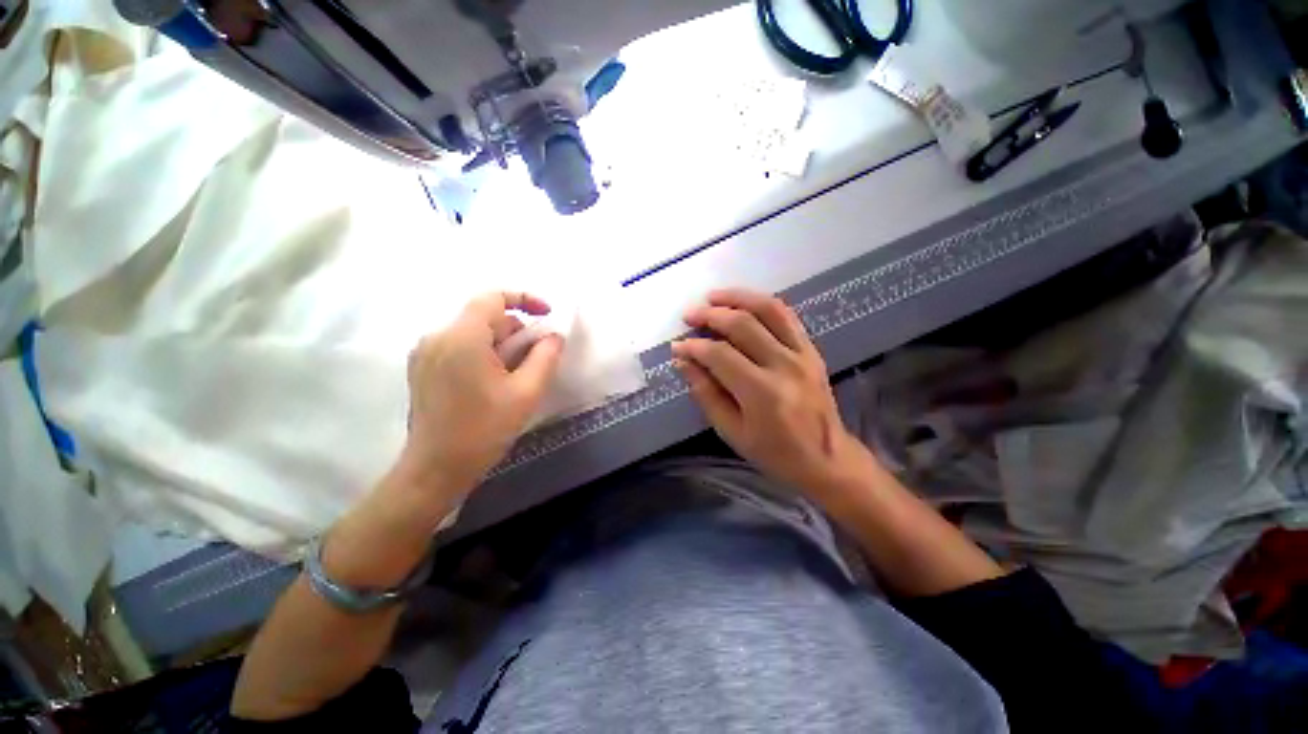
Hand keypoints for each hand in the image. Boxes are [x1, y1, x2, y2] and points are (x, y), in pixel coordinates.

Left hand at [398, 291, 564, 501]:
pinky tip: (494, 382)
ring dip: (501, 345)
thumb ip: (546, 356)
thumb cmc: (484, 430)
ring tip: (516, 377)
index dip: (525, 300)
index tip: (547, 315)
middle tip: (536, 359)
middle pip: (485, 318)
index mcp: (462, 338)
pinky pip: (460, 347)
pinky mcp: (422, 368)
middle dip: (516, 332)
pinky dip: (483, 354)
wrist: (436, 469)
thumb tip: (554, 336)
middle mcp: (437, 337)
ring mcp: (425, 353)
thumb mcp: (526, 392)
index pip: (493, 298)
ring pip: (473, 333)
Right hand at [672, 289, 876, 495]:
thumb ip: (706, 394)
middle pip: (742, 324)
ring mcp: (802, 354)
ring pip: (768, 310)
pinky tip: (744, 303)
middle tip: (689, 315)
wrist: (827, 459)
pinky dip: (762, 303)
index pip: (720, 355)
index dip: (694, 346)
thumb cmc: (774, 453)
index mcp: (761, 392)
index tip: (677, 346)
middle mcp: (783, 365)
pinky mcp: (811, 350)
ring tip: (713, 297)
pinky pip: (787, 316)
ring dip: (737, 297)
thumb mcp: (731, 431)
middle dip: (710, 315)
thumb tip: (683, 362)